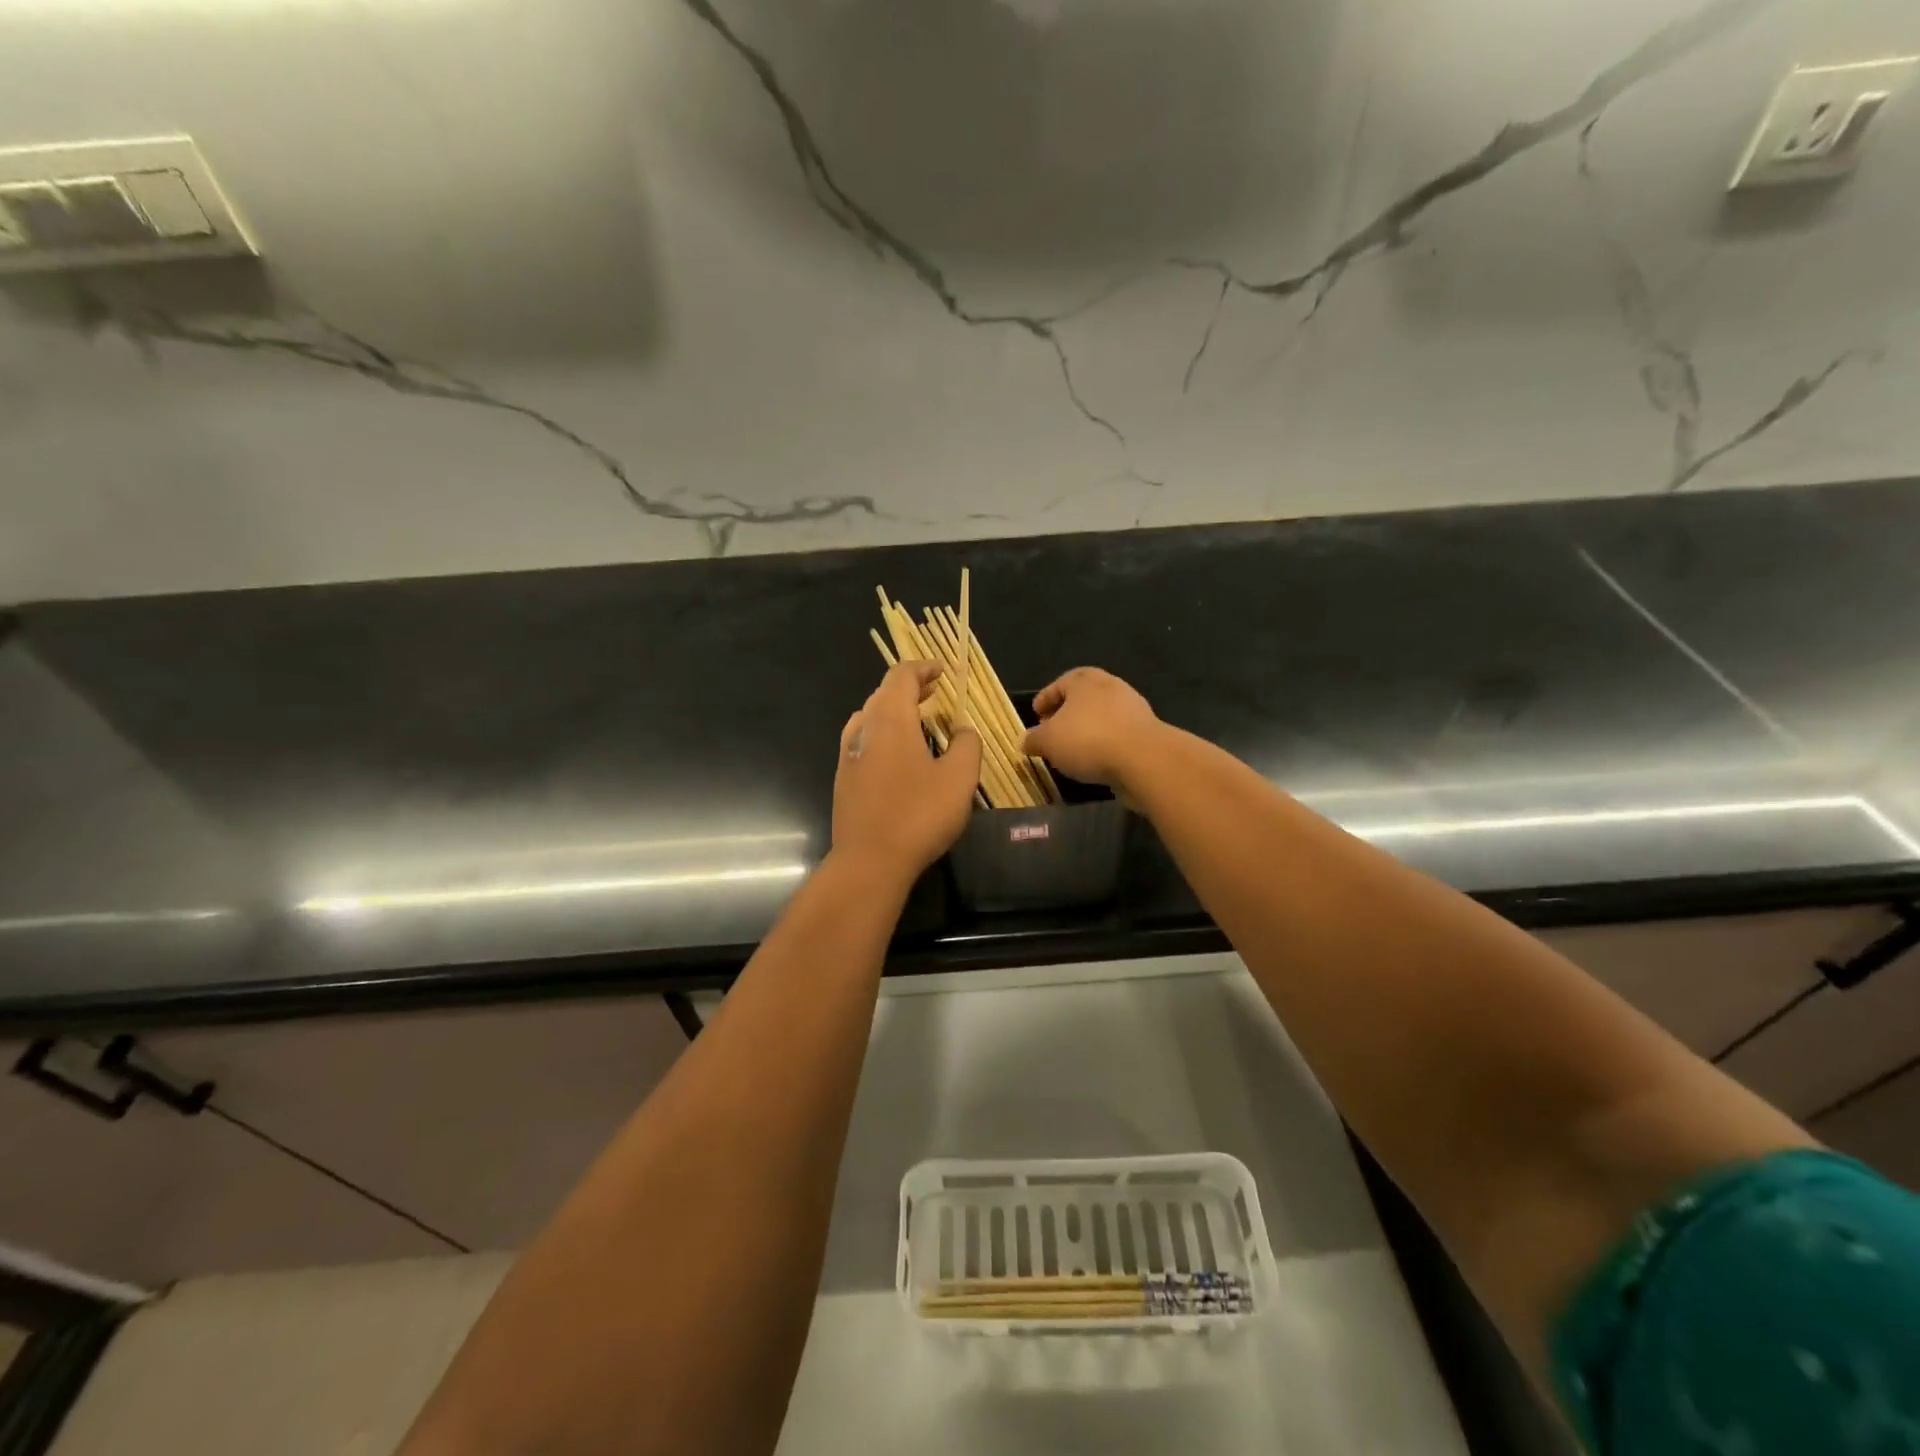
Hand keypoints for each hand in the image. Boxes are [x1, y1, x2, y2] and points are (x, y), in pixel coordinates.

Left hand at [833, 661, 981, 883]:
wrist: (870, 861)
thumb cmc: (919, 814)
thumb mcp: (959, 778)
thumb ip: (966, 745)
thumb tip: (962, 731)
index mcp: (890, 719)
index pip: (902, 676)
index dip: (923, 668)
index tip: (943, 671)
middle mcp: (863, 729)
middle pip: (884, 694)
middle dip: (911, 688)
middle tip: (935, 692)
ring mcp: (848, 755)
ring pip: (871, 718)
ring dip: (895, 712)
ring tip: (919, 721)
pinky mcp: (844, 780)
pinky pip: (865, 743)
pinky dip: (884, 735)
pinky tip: (899, 757)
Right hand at [1022, 668, 1161, 790]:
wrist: (1143, 759)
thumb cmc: (1088, 740)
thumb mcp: (1048, 741)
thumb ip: (1034, 739)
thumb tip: (1025, 741)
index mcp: (1085, 680)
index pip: (1060, 683)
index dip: (1045, 698)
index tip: (1036, 714)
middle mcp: (1111, 686)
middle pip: (1083, 698)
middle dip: (1067, 714)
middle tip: (1053, 731)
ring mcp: (1133, 708)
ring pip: (1102, 716)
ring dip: (1087, 730)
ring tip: (1073, 750)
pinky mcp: (1147, 731)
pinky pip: (1117, 734)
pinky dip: (1105, 744)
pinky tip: (1095, 761)